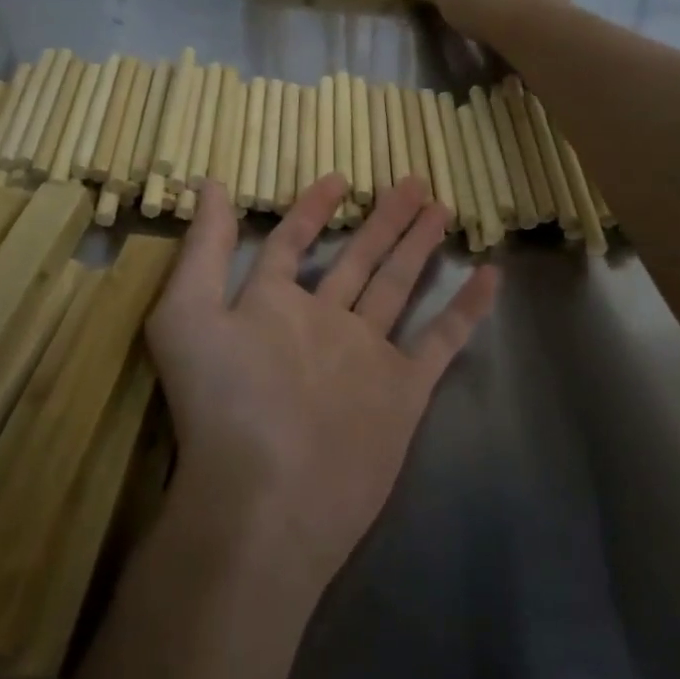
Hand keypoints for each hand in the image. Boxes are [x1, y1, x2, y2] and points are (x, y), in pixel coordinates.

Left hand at [144, 174, 497, 586]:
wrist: (269, 500)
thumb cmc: (226, 402)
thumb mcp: (189, 314)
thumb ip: (203, 249)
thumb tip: (207, 184)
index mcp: (272, 308)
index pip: (293, 245)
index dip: (311, 210)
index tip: (337, 178)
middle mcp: (321, 325)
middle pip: (358, 259)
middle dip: (383, 220)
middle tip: (412, 181)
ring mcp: (366, 357)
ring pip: (398, 287)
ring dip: (419, 248)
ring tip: (443, 208)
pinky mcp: (404, 390)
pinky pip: (442, 339)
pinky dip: (466, 309)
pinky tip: (489, 275)